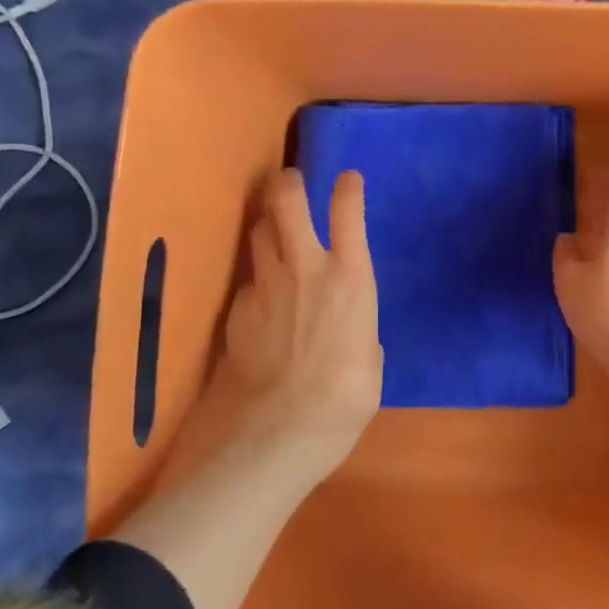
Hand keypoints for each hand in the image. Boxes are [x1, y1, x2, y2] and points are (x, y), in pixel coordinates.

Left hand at [180, 169, 383, 488]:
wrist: (281, 429)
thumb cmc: (346, 397)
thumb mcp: (371, 360)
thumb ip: (359, 329)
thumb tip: (349, 329)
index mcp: (351, 278)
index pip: (347, 213)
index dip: (347, 189)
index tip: (347, 179)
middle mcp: (306, 268)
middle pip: (287, 203)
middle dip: (288, 184)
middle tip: (289, 180)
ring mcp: (266, 286)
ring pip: (259, 233)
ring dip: (267, 225)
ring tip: (272, 230)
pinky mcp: (237, 310)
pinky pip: (248, 282)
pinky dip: (256, 282)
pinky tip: (261, 302)